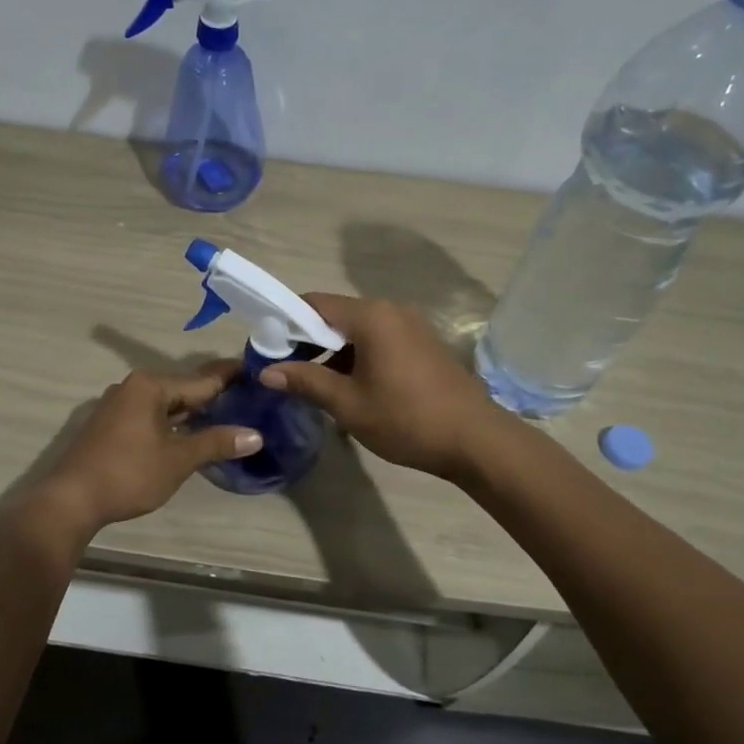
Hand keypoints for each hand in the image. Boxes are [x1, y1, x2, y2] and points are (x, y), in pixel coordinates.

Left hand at [26, 363, 261, 538]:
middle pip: (182, 389)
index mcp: (150, 386)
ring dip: (192, 412)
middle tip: (248, 398)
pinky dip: (172, 423)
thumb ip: (216, 442)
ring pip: (165, 404)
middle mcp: (133, 387)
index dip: (229, 377)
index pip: (201, 379)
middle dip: (212, 396)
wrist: (71, 500)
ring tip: (226, 416)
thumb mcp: (178, 459)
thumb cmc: (129, 473)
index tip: (255, 370)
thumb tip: (255, 435)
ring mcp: (118, 406)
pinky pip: (151, 416)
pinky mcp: (110, 426)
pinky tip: (189, 434)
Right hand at [257, 294, 503, 478]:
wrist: (476, 440)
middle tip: (287, 371)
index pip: (314, 304)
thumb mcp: (348, 404)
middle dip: (308, 340)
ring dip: (333, 352)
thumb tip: (267, 371)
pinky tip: (351, 388)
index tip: (268, 348)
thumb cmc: (406, 419)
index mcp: (371, 316)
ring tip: (316, 385)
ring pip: (358, 330)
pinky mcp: (424, 344)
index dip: (286, 322)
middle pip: (336, 315)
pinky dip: (358, 356)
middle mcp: (391, 310)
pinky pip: (380, 340)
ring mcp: (412, 326)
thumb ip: (306, 381)